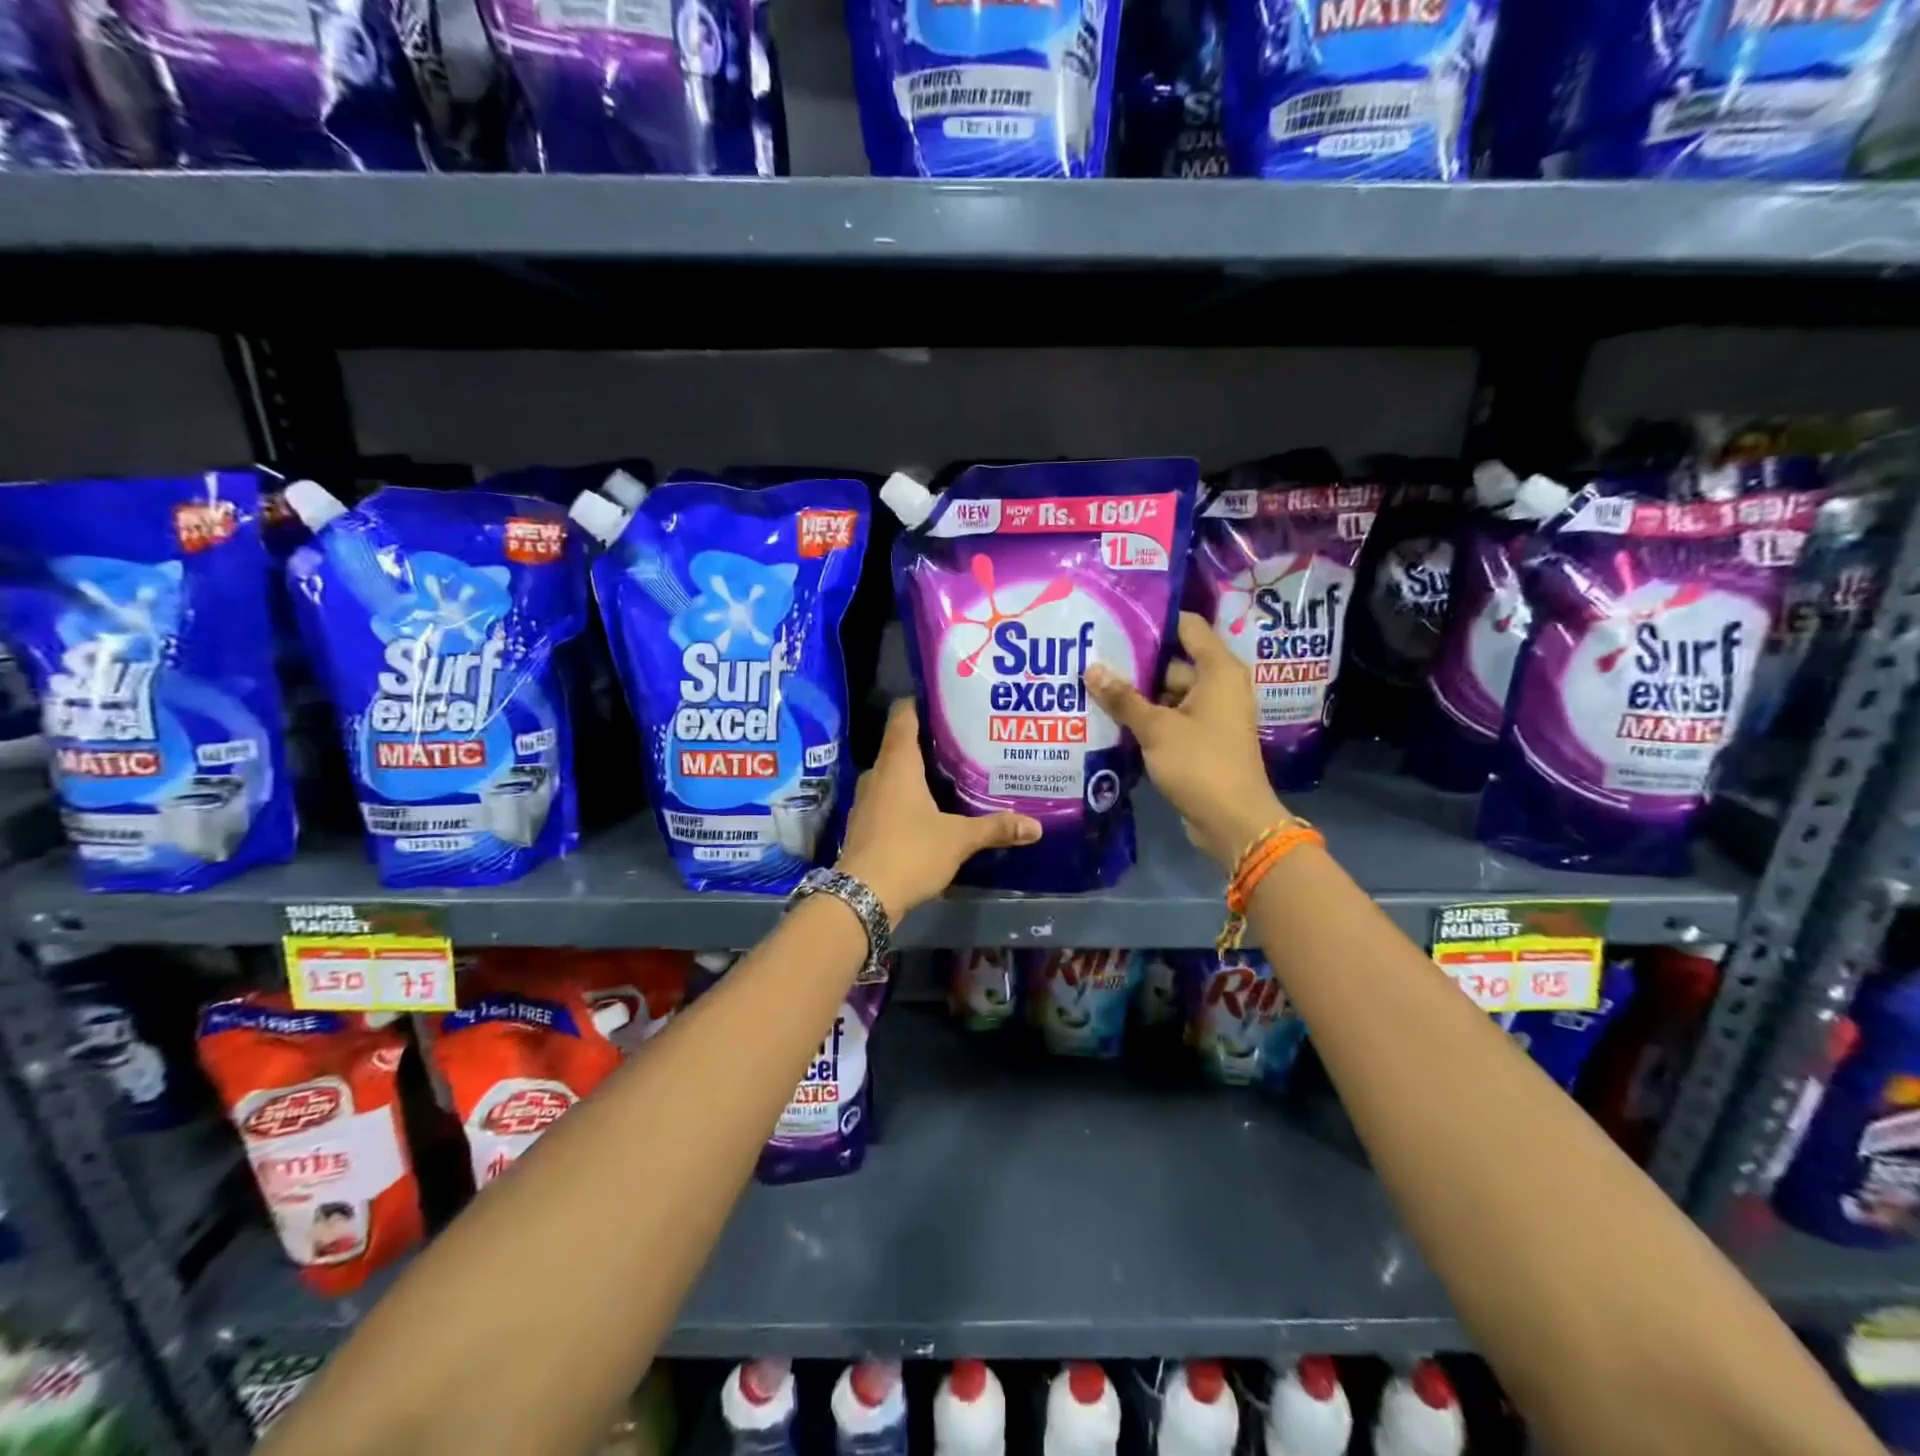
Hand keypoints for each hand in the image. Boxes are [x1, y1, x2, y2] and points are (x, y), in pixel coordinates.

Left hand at [837, 699, 1040, 919]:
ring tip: (948, 774)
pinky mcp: (864, 826)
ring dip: (915, 773)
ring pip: (893, 776)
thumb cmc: (910, 852)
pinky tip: (928, 810)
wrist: (863, 896)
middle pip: (899, 746)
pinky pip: (888, 800)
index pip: (903, 718)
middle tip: (959, 740)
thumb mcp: (958, 839)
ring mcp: (866, 801)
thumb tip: (1036, 826)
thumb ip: (995, 828)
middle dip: (926, 742)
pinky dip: (906, 799)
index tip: (943, 698)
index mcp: (897, 765)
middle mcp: (877, 775)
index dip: (919, 704)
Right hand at [1083, 611, 1288, 869]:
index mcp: (1218, 671)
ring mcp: (1210, 715)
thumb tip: (1091, 668)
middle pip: (1173, 662)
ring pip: (1168, 693)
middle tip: (1093, 654)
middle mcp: (1218, 686)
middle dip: (1135, 662)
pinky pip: (1170, 718)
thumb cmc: (1200, 764)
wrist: (1232, 821)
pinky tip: (1110, 717)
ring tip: (1093, 685)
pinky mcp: (1201, 740)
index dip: (1155, 619)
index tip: (1118, 617)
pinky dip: (1147, 718)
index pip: (1188, 627)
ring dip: (1137, 694)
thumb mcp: (1156, 728)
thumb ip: (1123, 698)